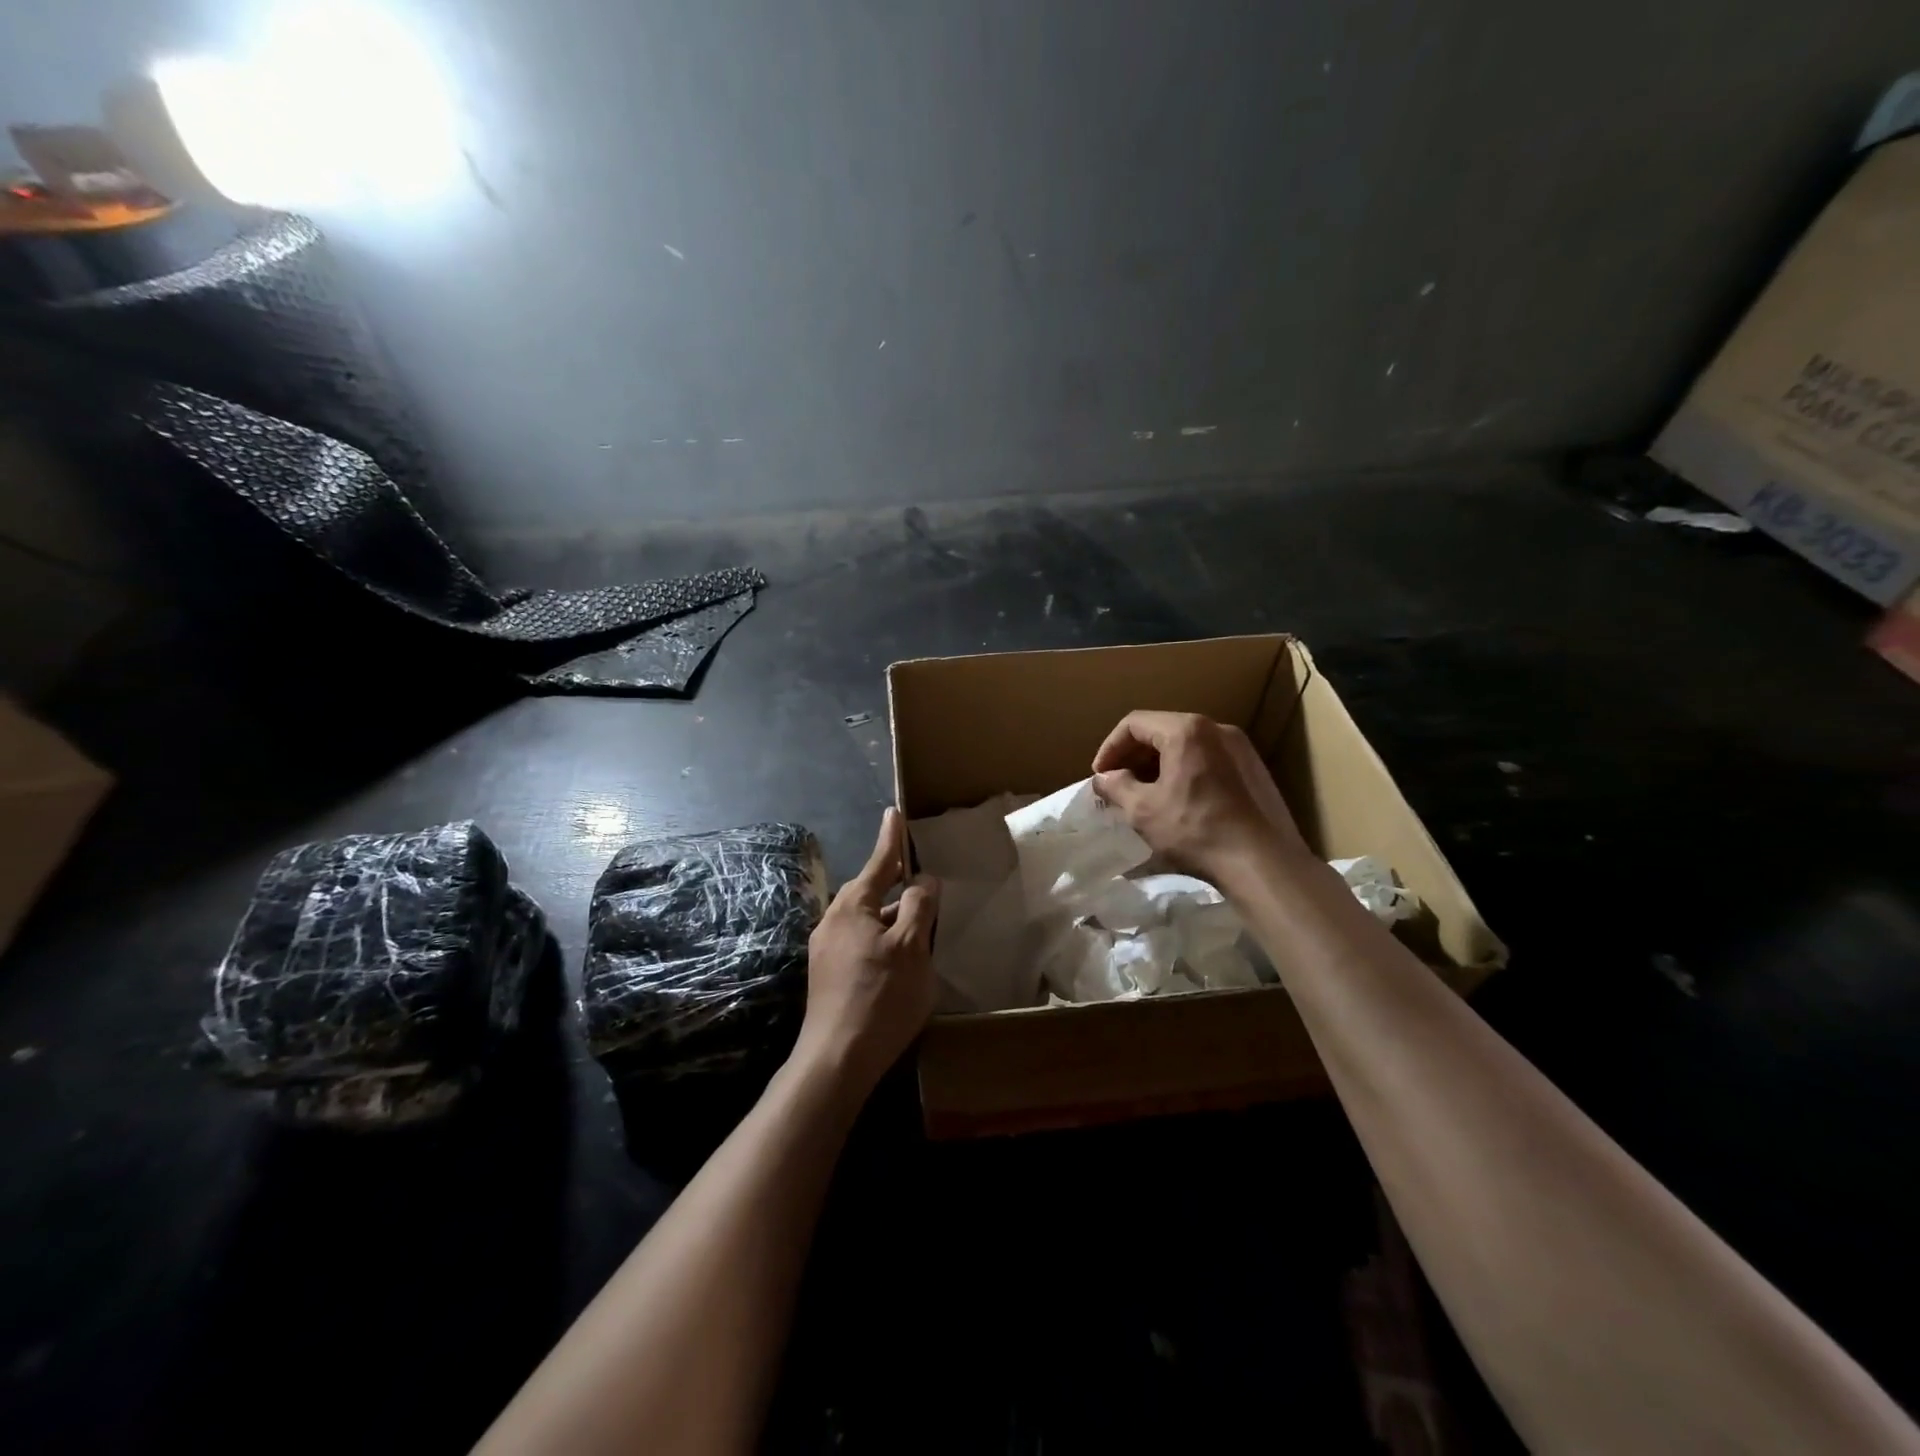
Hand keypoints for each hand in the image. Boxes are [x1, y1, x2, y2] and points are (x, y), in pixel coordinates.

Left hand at [794, 808, 939, 1100]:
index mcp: (852, 907)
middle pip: (870, 891)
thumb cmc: (880, 996)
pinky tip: (900, 955)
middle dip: (894, 881)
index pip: (878, 862)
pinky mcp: (829, 974)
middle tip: (918, 873)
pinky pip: (861, 940)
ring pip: (866, 919)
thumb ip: (919, 907)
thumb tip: (923, 881)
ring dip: (891, 915)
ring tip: (919, 920)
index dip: (891, 838)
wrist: (837, 1058)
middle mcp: (833, 921)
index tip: (894, 812)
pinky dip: (883, 937)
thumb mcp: (911, 947)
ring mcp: (827, 949)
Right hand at [1090, 711, 1306, 877]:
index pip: (1134, 724)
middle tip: (1119, 784)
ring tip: (1146, 794)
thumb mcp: (1143, 811)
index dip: (1110, 748)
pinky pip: (1210, 760)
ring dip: (1160, 764)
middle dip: (1134, 756)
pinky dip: (1186, 772)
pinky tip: (1181, 801)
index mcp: (1186, 730)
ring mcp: (1241, 748)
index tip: (1100, 775)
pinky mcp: (1256, 770)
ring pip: (1188, 745)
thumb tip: (1104, 778)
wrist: (1263, 862)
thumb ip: (1117, 787)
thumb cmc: (1195, 830)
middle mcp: (1216, 729)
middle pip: (1163, 730)